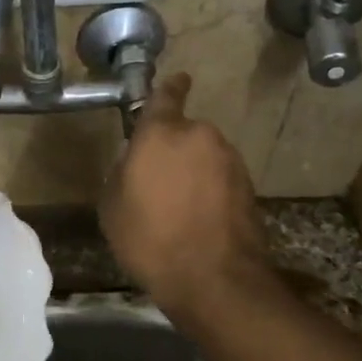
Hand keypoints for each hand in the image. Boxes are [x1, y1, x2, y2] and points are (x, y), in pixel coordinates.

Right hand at [100, 72, 269, 318]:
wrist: (212, 278)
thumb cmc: (150, 239)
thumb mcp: (112, 207)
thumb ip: (122, 173)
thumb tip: (134, 163)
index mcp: (161, 134)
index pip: (165, 96)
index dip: (169, 89)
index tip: (176, 82)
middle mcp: (200, 136)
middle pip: (184, 133)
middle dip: (173, 150)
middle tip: (156, 182)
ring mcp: (230, 161)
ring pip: (204, 157)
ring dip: (193, 173)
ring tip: (177, 209)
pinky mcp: (249, 187)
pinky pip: (221, 180)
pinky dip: (210, 192)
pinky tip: (198, 221)